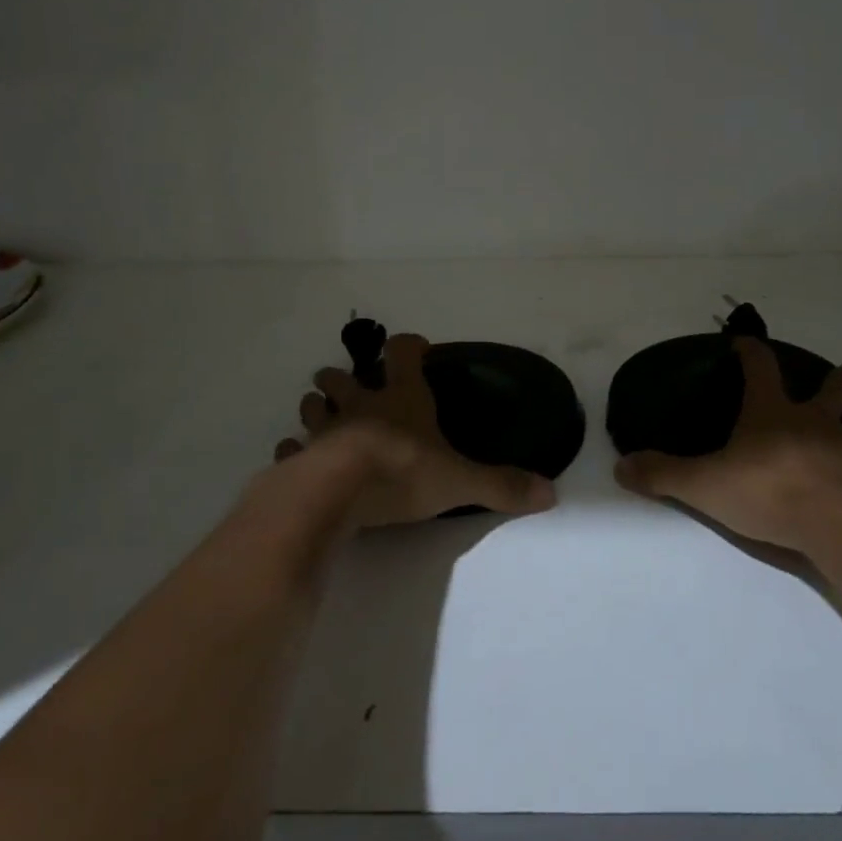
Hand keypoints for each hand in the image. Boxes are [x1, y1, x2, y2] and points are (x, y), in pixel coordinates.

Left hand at [274, 332, 556, 527]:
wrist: (339, 493)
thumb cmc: (403, 472)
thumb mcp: (460, 481)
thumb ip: (502, 485)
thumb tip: (551, 494)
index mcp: (401, 399)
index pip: (403, 353)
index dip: (409, 346)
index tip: (416, 349)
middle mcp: (361, 405)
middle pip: (343, 376)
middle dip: (344, 377)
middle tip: (351, 385)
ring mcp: (325, 430)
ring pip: (314, 405)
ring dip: (317, 407)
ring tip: (323, 415)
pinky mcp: (299, 458)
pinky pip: (290, 448)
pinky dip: (293, 450)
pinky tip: (297, 456)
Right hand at [613, 337, 841, 553]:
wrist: (836, 524)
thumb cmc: (767, 493)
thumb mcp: (703, 485)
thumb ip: (663, 475)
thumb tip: (620, 467)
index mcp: (772, 412)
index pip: (760, 366)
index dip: (751, 351)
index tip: (745, 342)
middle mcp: (816, 418)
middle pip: (836, 384)